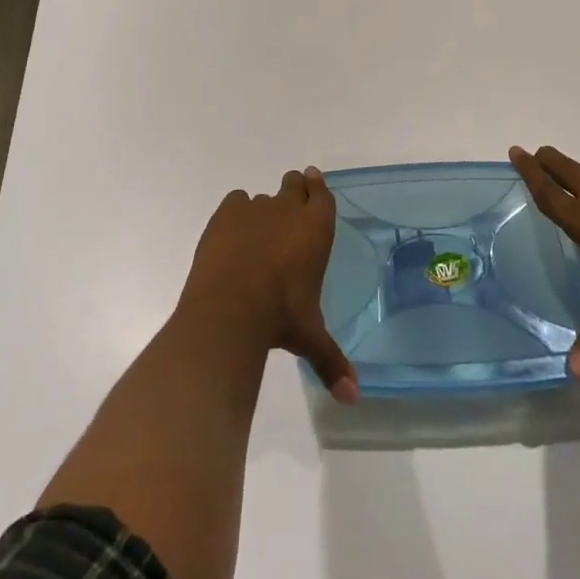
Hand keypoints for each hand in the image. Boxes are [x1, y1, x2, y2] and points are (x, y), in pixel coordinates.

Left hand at [180, 167, 358, 403]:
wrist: (231, 307)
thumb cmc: (281, 317)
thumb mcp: (310, 338)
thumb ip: (331, 361)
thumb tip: (353, 399)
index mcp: (315, 230)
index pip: (322, 195)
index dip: (317, 187)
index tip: (313, 179)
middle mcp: (288, 210)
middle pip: (294, 185)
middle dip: (294, 189)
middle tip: (290, 200)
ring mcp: (255, 208)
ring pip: (263, 198)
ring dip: (263, 211)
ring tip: (257, 235)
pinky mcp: (226, 213)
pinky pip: (236, 202)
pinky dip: (236, 214)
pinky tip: (233, 235)